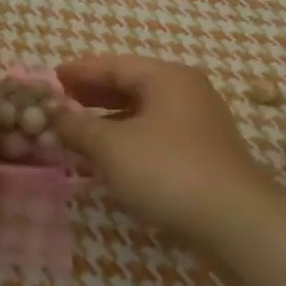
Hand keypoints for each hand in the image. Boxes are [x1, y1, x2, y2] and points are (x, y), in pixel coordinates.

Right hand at [52, 56, 277, 246]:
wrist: (234, 221)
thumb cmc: (167, 171)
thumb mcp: (112, 146)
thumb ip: (78, 126)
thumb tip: (54, 113)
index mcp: (167, 78)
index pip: (114, 65)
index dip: (79, 71)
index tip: (51, 78)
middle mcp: (186, 92)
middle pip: (131, 85)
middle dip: (93, 94)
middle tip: (60, 102)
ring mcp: (198, 124)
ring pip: (144, 113)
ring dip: (109, 120)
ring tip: (77, 131)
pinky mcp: (202, 154)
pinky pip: (155, 135)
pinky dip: (128, 140)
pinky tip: (109, 158)